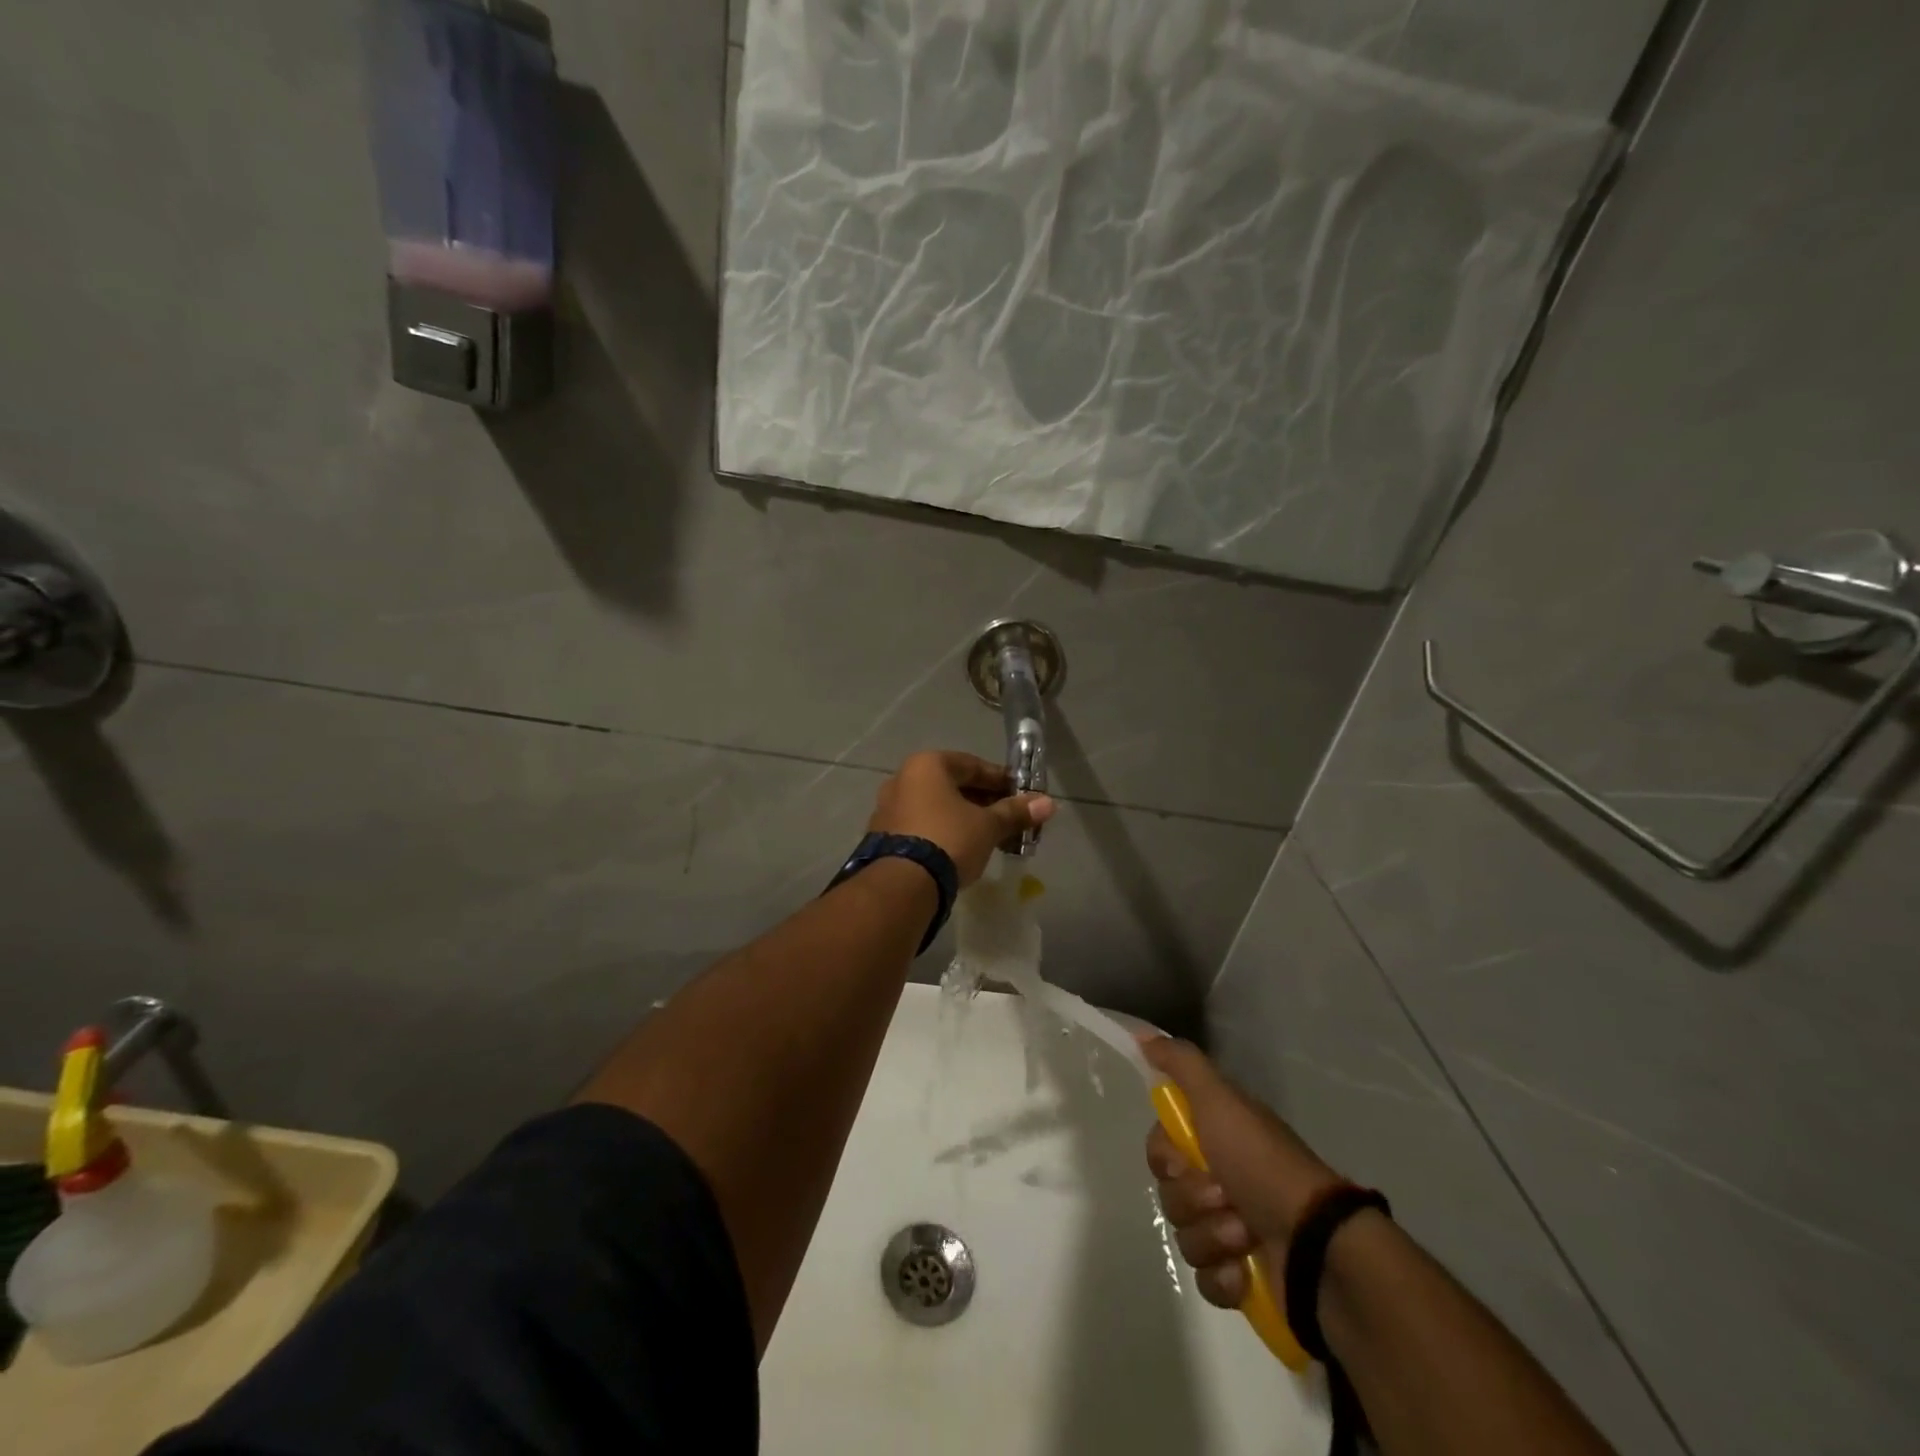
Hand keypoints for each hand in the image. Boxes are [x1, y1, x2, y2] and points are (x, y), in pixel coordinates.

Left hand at [868, 751, 1054, 885]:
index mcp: (926, 765)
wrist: (903, 885)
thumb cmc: (949, 840)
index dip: (1001, 780)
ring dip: (964, 819)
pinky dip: (943, 832)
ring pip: (936, 808)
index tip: (1022, 796)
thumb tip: (1048, 803)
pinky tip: (962, 851)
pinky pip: (922, 826)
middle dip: (984, 802)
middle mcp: (902, 780)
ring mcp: (888, 809)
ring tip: (991, 838)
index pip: (972, 765)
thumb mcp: (988, 826)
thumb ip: (1015, 812)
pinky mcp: (883, 837)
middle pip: (952, 786)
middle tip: (1010, 820)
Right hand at [1142, 1036, 1343, 1309]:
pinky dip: (1224, 1278)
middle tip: (1225, 1196)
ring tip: (1244, 1235)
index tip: (1186, 1157)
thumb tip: (1142, 1034)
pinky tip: (1245, 1271)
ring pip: (1183, 1235)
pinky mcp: (1241, 1280)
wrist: (1317, 1245)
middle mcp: (1220, 1179)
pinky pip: (1204, 1280)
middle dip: (1193, 1198)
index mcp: (1216, 1139)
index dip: (1165, 1155)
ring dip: (1212, 1236)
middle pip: (1168, 1191)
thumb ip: (1181, 1064)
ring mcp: (1230, 1231)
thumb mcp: (1220, 1100)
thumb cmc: (1263, 1164)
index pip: (1160, 1146)